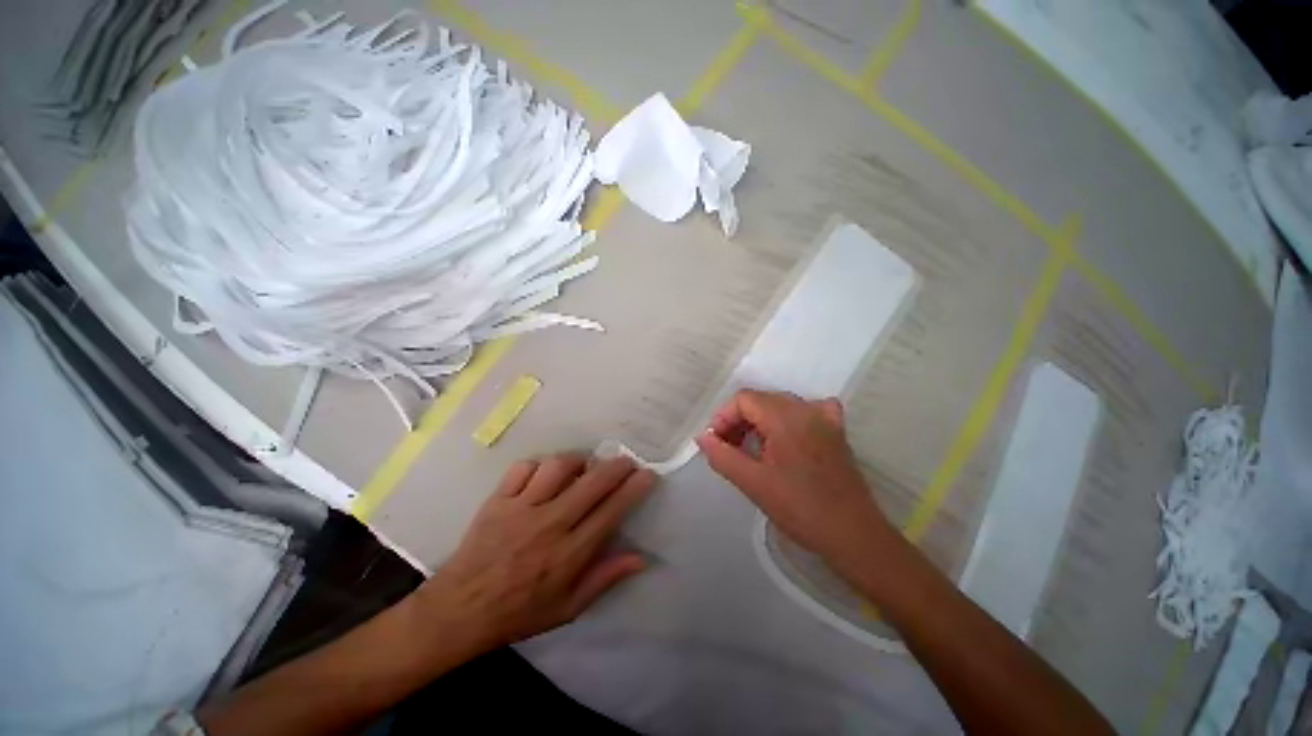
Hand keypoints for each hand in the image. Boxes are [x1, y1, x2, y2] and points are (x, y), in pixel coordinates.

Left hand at [414, 454, 655, 649]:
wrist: (459, 611)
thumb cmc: (519, 612)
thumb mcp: (568, 607)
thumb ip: (605, 578)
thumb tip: (642, 558)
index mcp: (569, 553)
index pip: (611, 511)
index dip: (634, 489)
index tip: (648, 475)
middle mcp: (549, 524)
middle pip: (591, 482)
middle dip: (616, 466)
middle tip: (626, 462)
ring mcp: (521, 508)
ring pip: (558, 466)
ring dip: (578, 460)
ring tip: (584, 466)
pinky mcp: (498, 500)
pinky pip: (524, 467)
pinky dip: (539, 465)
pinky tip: (545, 473)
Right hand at [695, 389, 895, 570]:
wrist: (853, 535)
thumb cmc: (800, 509)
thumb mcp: (753, 483)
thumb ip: (722, 456)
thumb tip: (702, 437)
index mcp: (784, 417)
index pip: (743, 399)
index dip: (724, 417)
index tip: (717, 443)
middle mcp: (806, 408)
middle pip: (761, 400)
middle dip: (739, 420)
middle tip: (730, 449)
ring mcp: (824, 418)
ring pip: (781, 405)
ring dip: (760, 421)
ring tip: (752, 449)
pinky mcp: (836, 432)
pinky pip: (808, 411)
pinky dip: (790, 419)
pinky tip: (787, 437)